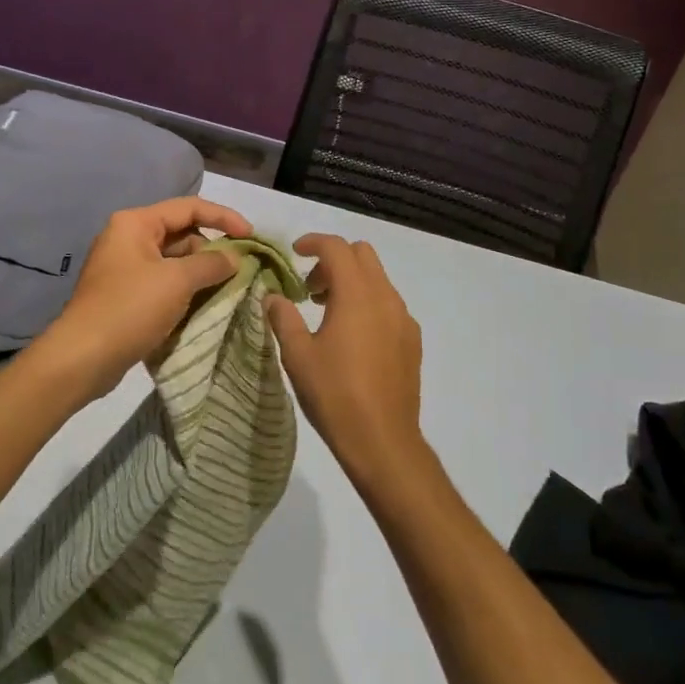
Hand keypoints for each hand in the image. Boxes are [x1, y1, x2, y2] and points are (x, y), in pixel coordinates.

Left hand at [41, 197, 254, 399]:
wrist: (82, 358)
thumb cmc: (130, 309)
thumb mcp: (177, 281)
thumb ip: (211, 264)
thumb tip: (234, 258)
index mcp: (136, 223)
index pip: (189, 207)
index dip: (224, 218)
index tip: (251, 237)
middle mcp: (128, 238)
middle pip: (182, 234)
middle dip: (212, 250)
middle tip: (241, 270)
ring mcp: (125, 268)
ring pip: (175, 261)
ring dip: (201, 273)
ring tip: (229, 290)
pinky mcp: (126, 295)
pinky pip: (164, 283)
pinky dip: (186, 290)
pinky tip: (205, 306)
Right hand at [266, 234, 425, 489]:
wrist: (383, 441)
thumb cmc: (335, 394)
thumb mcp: (298, 355)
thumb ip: (283, 318)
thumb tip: (273, 296)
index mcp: (357, 294)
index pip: (336, 248)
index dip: (313, 242)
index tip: (294, 254)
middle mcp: (385, 297)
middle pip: (362, 255)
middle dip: (334, 260)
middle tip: (310, 288)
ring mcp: (403, 318)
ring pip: (378, 279)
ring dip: (351, 282)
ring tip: (327, 314)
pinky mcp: (412, 340)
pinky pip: (389, 304)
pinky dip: (368, 303)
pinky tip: (352, 338)